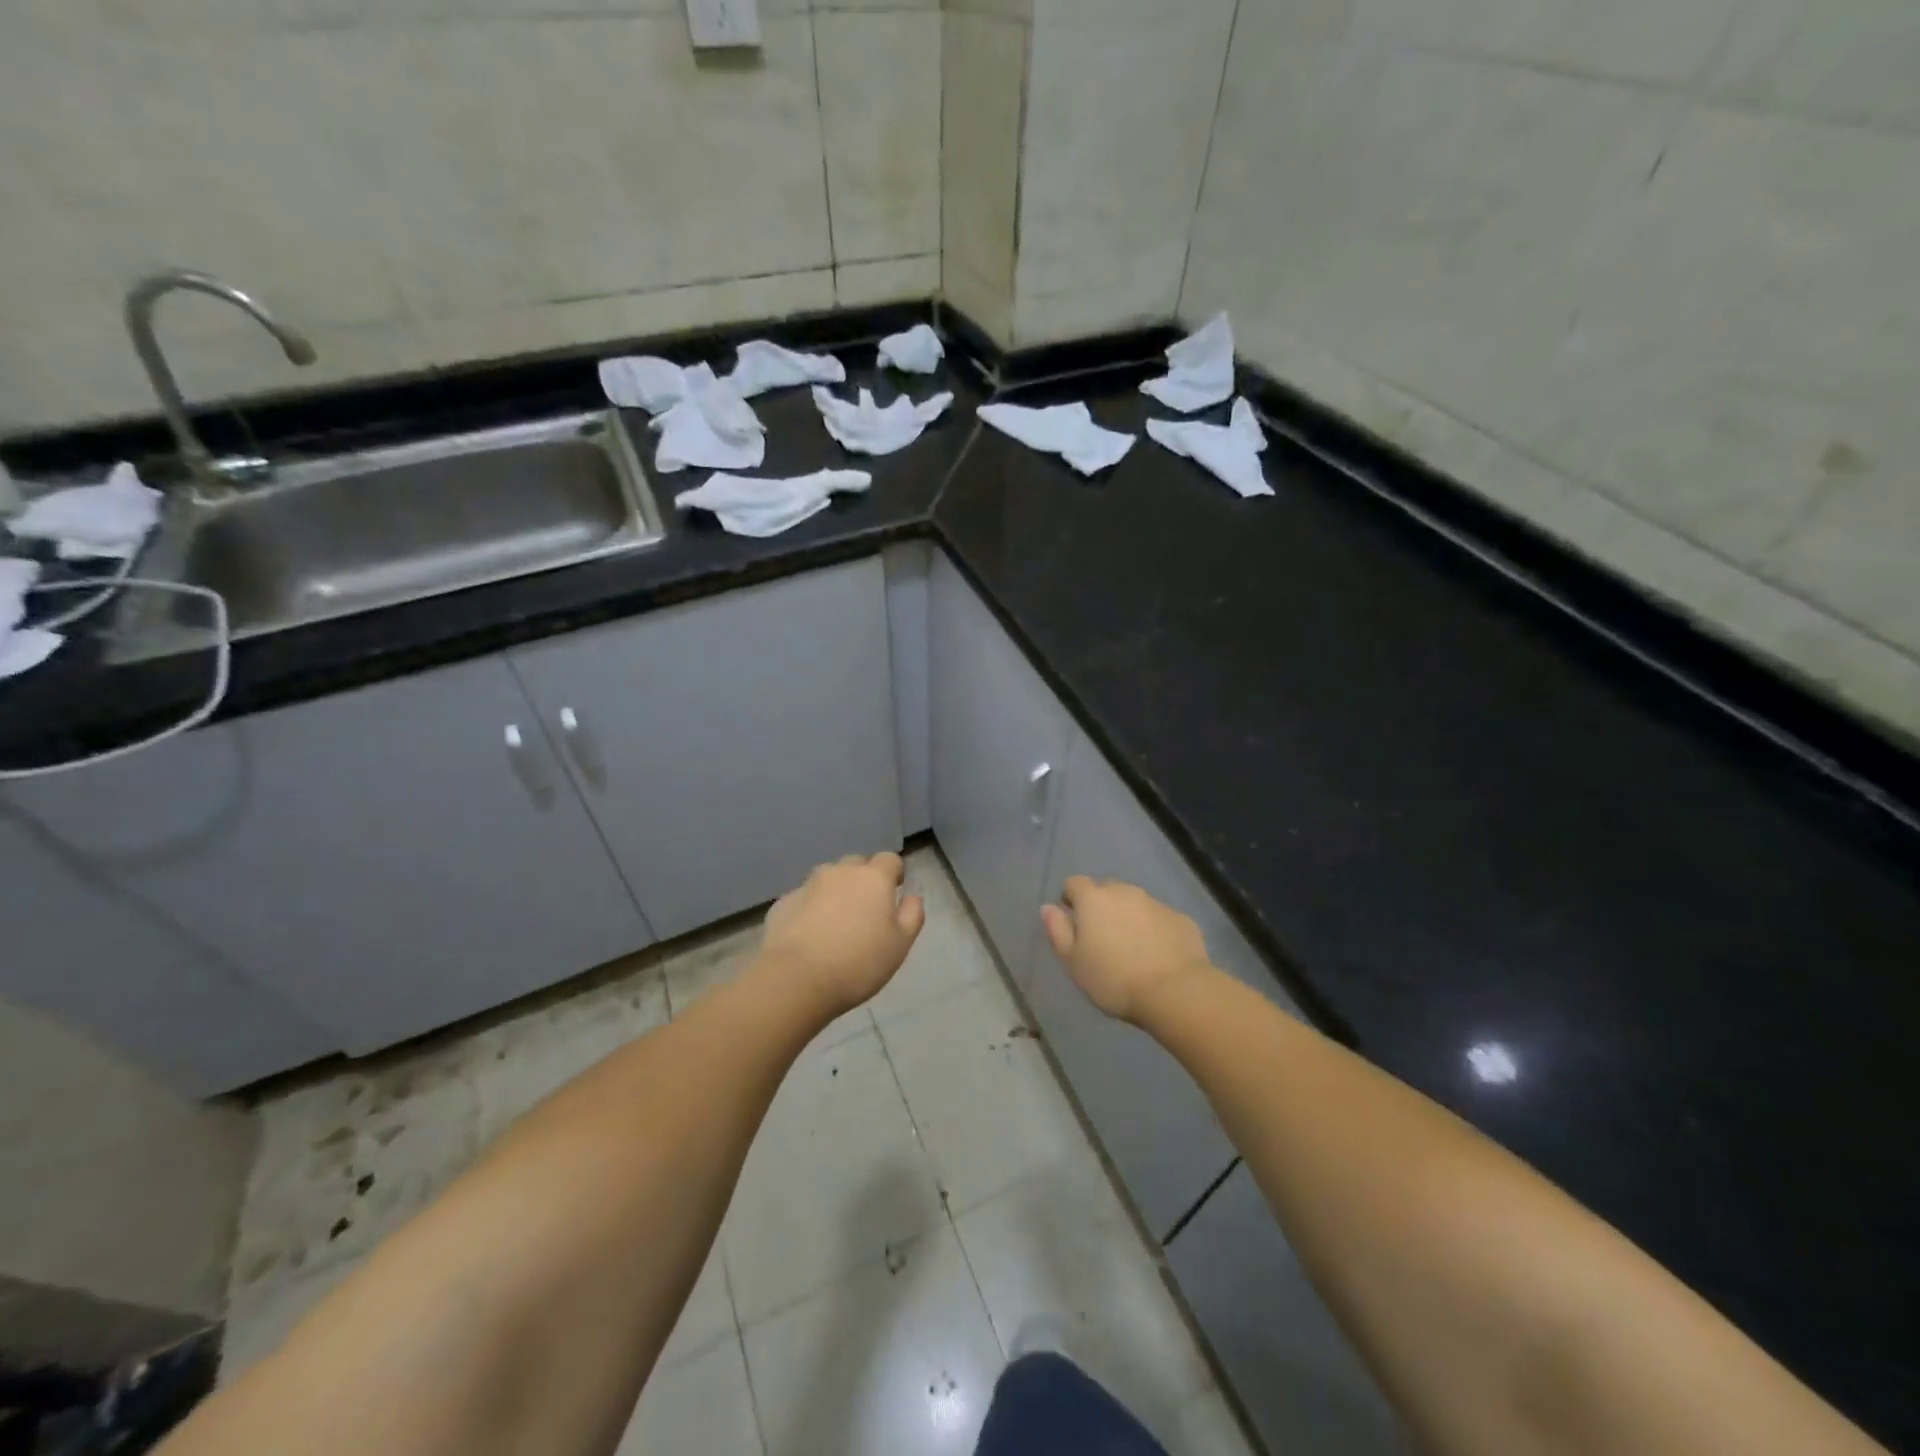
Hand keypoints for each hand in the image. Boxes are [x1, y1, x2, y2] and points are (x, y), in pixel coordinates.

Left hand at [761, 853, 924, 1016]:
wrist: (796, 980)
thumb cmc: (858, 963)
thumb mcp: (900, 945)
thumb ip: (911, 915)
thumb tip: (912, 897)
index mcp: (873, 878)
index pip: (889, 859)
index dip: (894, 873)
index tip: (894, 893)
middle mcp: (840, 872)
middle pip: (856, 864)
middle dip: (863, 879)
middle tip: (865, 910)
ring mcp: (808, 885)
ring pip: (827, 878)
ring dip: (835, 891)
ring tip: (835, 921)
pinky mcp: (783, 902)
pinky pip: (804, 898)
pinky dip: (810, 908)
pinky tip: (809, 934)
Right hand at [1041, 877, 1216, 1024]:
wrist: (1175, 991)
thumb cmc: (1114, 979)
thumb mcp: (1073, 962)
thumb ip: (1058, 931)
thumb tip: (1048, 907)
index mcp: (1093, 899)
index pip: (1074, 883)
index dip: (1070, 899)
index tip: (1073, 922)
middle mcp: (1124, 892)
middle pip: (1106, 890)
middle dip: (1101, 907)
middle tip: (1101, 939)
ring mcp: (1155, 903)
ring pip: (1134, 903)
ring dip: (1128, 918)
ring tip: (1130, 949)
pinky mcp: (1180, 919)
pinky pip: (1159, 918)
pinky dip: (1153, 930)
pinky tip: (1156, 956)